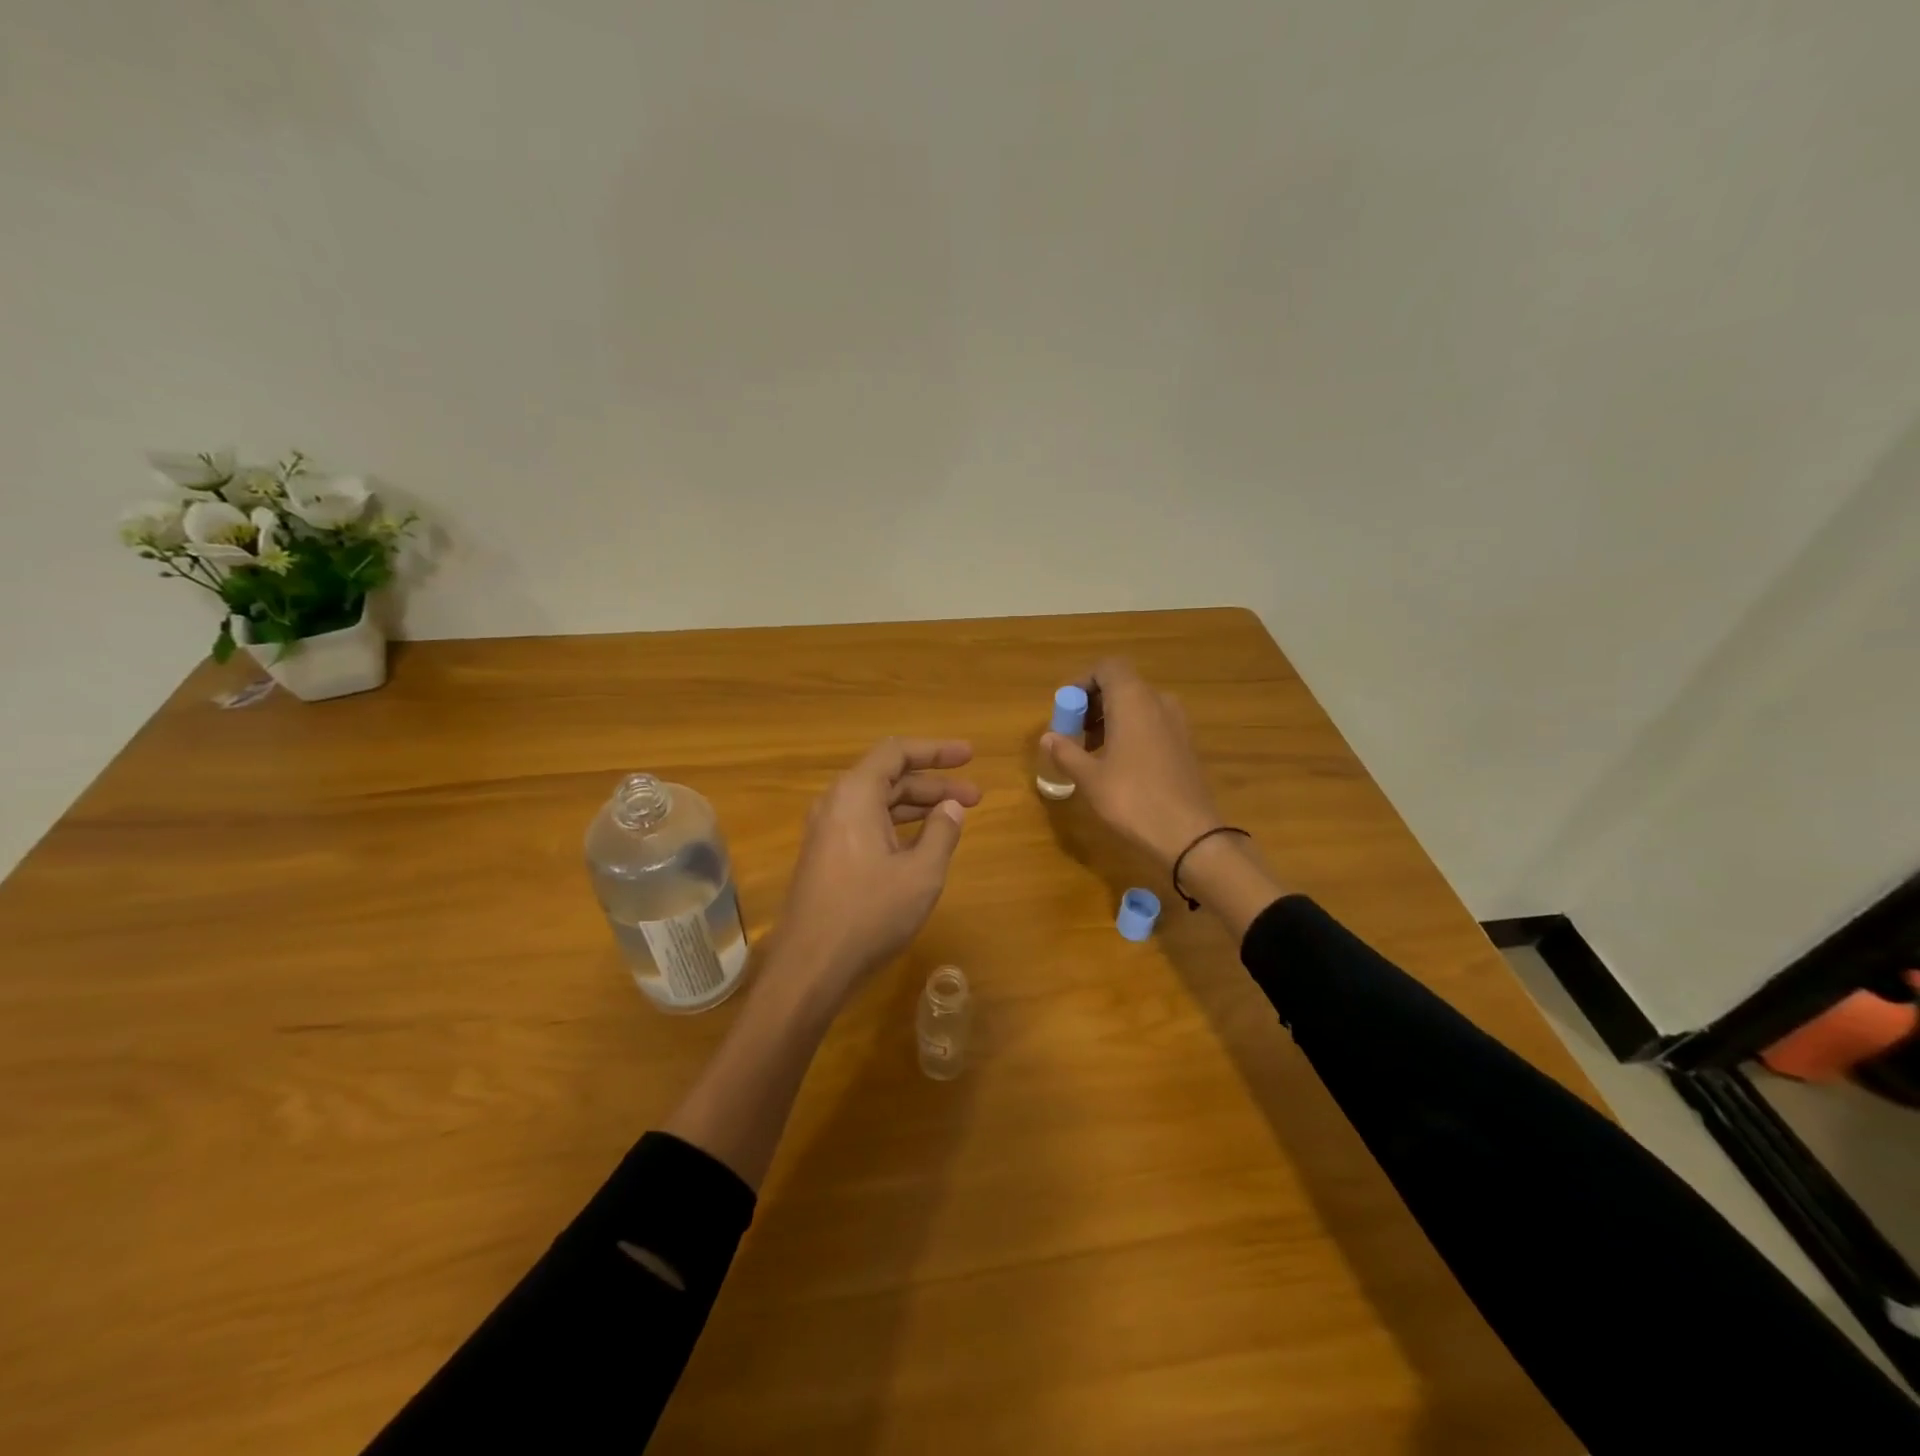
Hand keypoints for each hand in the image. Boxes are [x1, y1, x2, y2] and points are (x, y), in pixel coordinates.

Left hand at [769, 738, 980, 1015]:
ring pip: (878, 803)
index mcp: (856, 794)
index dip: (936, 750)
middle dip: (935, 783)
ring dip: (918, 806)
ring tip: (957, 816)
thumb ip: (942, 832)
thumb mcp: (921, 873)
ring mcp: (827, 831)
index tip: (970, 756)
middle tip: (976, 796)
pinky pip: (866, 824)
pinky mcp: (826, 856)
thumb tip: (951, 807)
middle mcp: (836, 803)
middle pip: (889, 777)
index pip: (897, 752)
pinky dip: (898, 825)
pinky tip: (922, 842)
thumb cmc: (870, 913)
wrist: (810, 965)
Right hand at [1043, 659, 1222, 867]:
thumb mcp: (1090, 778)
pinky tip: (1118, 764)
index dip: (1082, 682)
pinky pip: (1152, 724)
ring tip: (1091, 752)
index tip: (1066, 709)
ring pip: (1137, 706)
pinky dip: (1131, 732)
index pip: (1108, 667)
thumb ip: (1066, 752)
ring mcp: (1177, 723)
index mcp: (1134, 700)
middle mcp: (1158, 702)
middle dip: (1093, 703)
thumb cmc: (1133, 799)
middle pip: (1122, 685)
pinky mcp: (1185, 744)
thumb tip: (1048, 737)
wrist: (1189, 835)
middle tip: (1072, 733)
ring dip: (1111, 719)